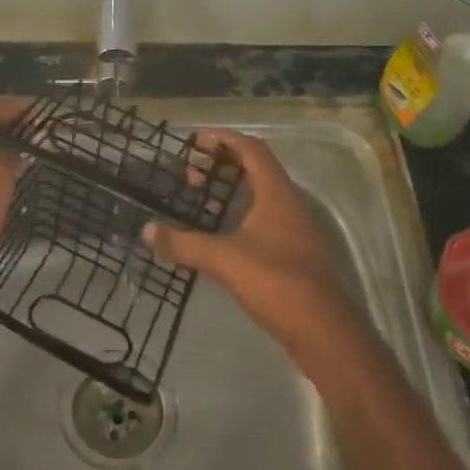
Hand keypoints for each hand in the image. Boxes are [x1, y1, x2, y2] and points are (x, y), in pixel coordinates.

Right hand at [144, 128, 359, 358]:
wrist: (323, 331)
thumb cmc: (276, 282)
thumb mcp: (224, 259)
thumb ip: (183, 243)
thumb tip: (146, 230)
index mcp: (276, 194)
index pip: (252, 150)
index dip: (225, 139)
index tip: (195, 140)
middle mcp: (288, 205)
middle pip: (256, 170)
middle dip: (221, 165)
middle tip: (190, 173)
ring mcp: (293, 230)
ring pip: (259, 196)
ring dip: (229, 191)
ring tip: (198, 199)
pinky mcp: (292, 253)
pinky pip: (261, 219)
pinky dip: (237, 214)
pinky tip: (217, 232)